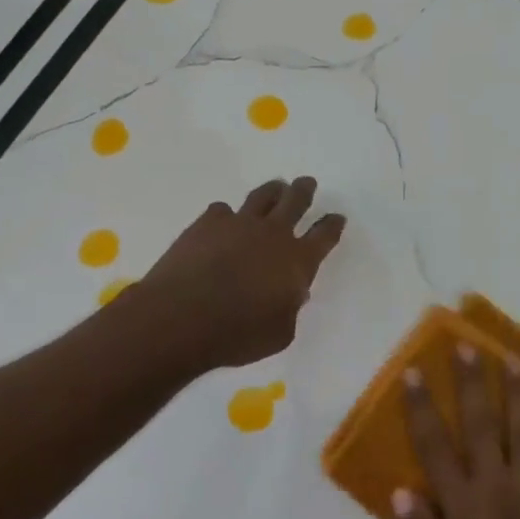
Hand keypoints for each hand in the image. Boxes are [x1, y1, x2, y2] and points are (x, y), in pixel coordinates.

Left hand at [135, 176, 345, 370]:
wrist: (182, 318)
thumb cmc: (237, 334)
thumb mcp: (280, 333)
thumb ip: (290, 308)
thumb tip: (291, 292)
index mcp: (298, 261)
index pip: (324, 235)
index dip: (332, 225)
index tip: (337, 217)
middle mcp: (273, 234)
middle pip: (295, 201)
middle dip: (304, 191)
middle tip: (307, 183)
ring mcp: (239, 223)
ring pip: (262, 196)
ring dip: (273, 191)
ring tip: (276, 188)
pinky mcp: (207, 222)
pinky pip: (222, 210)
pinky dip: (226, 216)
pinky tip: (223, 221)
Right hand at [392, 343, 519, 518]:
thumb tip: (400, 489)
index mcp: (463, 508)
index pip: (435, 446)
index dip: (422, 407)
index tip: (414, 373)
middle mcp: (499, 488)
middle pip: (482, 424)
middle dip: (472, 382)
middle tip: (466, 346)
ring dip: (519, 391)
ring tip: (512, 357)